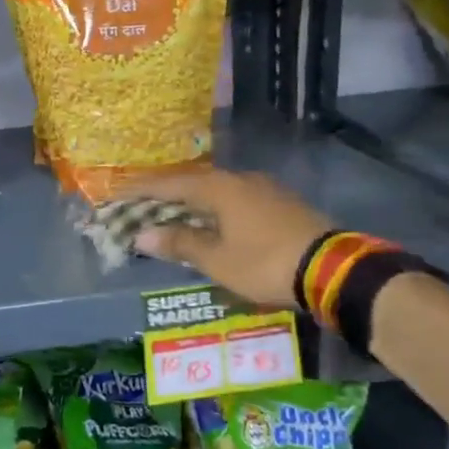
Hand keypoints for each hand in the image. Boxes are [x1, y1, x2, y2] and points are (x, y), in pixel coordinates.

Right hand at [120, 167, 331, 306]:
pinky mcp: (281, 204)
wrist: (331, 268)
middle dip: (165, 197)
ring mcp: (264, 190)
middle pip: (192, 185)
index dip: (140, 191)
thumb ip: (180, 244)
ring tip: (171, 218)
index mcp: (219, 188)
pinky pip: (235, 201)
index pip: (169, 185)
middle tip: (140, 208)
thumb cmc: (265, 262)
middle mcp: (240, 180)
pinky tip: (211, 224)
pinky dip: (214, 211)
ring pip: (216, 192)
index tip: (116, 194)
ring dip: (191, 204)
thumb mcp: (217, 260)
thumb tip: (143, 234)